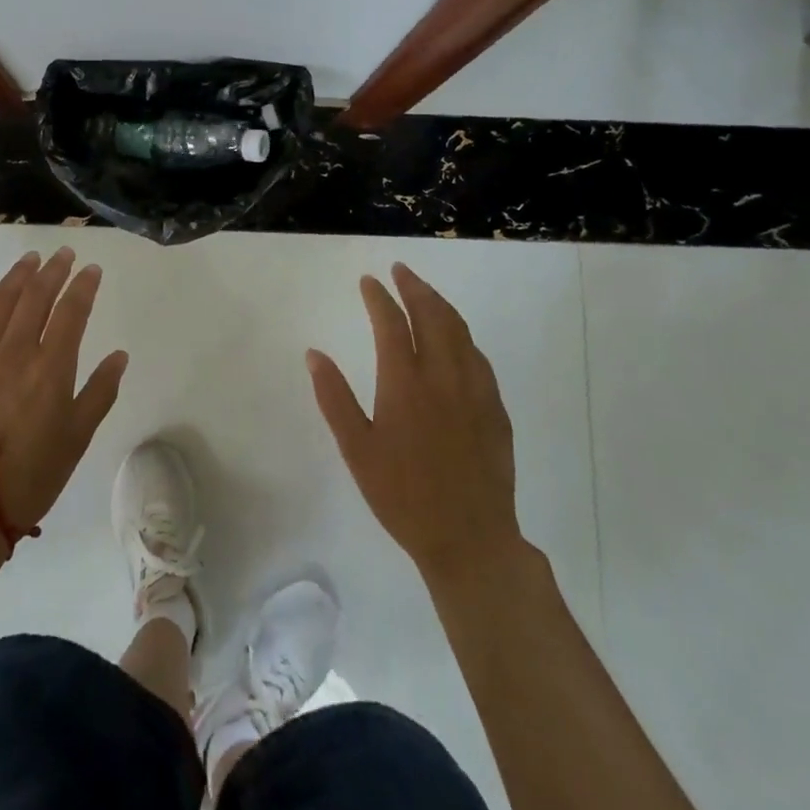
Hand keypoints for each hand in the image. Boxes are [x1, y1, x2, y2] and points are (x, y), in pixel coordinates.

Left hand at [0, 248, 126, 541]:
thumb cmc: (32, 475)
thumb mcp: (78, 438)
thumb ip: (100, 392)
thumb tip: (118, 356)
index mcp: (51, 368)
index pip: (71, 311)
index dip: (83, 286)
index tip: (92, 269)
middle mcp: (15, 352)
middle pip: (35, 296)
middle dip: (53, 270)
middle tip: (64, 254)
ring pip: (0, 302)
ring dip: (18, 276)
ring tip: (31, 260)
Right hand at [307, 263, 522, 583]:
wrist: (469, 538)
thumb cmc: (402, 496)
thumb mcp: (356, 449)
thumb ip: (334, 397)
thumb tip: (314, 354)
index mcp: (405, 384)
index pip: (391, 324)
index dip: (379, 297)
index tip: (369, 281)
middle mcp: (443, 376)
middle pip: (432, 316)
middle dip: (414, 287)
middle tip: (401, 270)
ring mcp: (475, 390)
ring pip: (460, 331)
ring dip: (440, 305)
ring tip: (425, 292)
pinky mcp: (495, 408)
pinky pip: (478, 357)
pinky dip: (462, 335)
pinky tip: (456, 339)